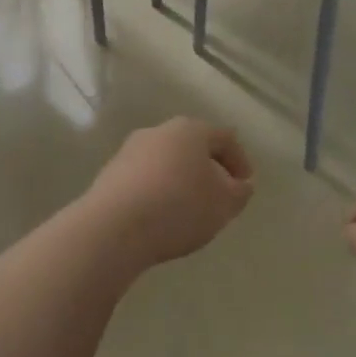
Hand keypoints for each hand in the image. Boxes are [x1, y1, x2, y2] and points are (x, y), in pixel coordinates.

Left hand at [85, 117, 254, 268]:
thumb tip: (240, 184)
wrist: (114, 227)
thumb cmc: (179, 206)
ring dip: (181, 181)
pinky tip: (160, 217)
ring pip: (167, 162)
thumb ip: (240, 192)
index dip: (240, 160)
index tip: (245, 186)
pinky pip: (144, 179)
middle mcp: (160, 131)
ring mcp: (130, 150)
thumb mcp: (224, 204)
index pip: (225, 138)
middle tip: (218, 197)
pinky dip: (157, 193)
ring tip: (188, 211)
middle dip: (208, 170)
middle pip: (193, 146)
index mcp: (191, 129)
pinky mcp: (110, 174)